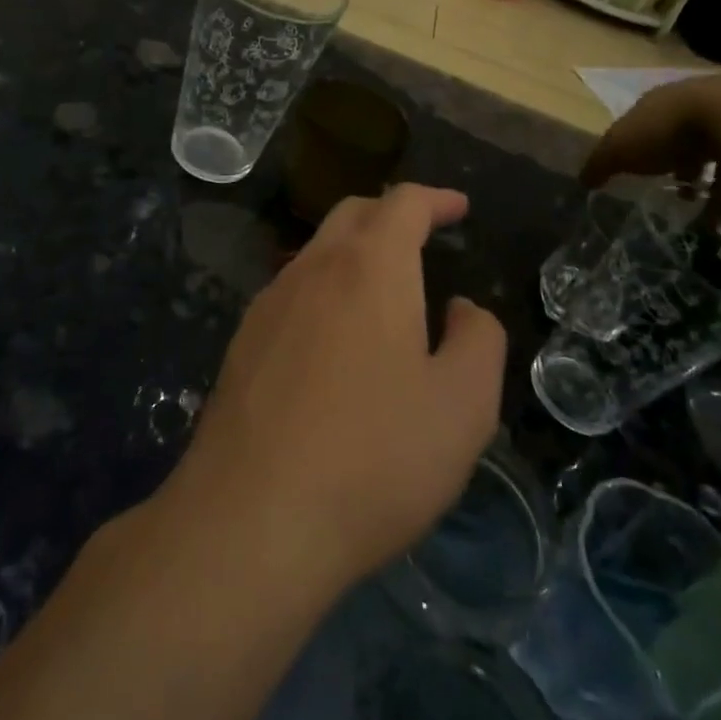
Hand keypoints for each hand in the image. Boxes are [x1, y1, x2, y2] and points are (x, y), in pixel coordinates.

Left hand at [169, 184, 506, 592]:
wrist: (252, 519)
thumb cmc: (375, 457)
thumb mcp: (464, 405)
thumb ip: (479, 340)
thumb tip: (460, 309)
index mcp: (369, 268)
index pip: (403, 204)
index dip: (436, 199)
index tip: (459, 208)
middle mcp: (311, 270)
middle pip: (352, 216)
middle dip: (392, 215)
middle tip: (424, 236)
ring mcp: (267, 305)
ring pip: (316, 254)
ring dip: (354, 253)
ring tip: (385, 289)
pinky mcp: (241, 345)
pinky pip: (292, 294)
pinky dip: (324, 290)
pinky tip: (336, 337)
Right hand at [581, 72, 720, 219]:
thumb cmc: (670, 131)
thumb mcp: (621, 148)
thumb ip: (600, 164)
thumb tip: (582, 180)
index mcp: (664, 103)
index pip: (651, 125)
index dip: (647, 152)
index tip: (650, 178)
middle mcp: (702, 104)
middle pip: (694, 143)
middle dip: (690, 173)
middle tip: (686, 201)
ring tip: (718, 223)